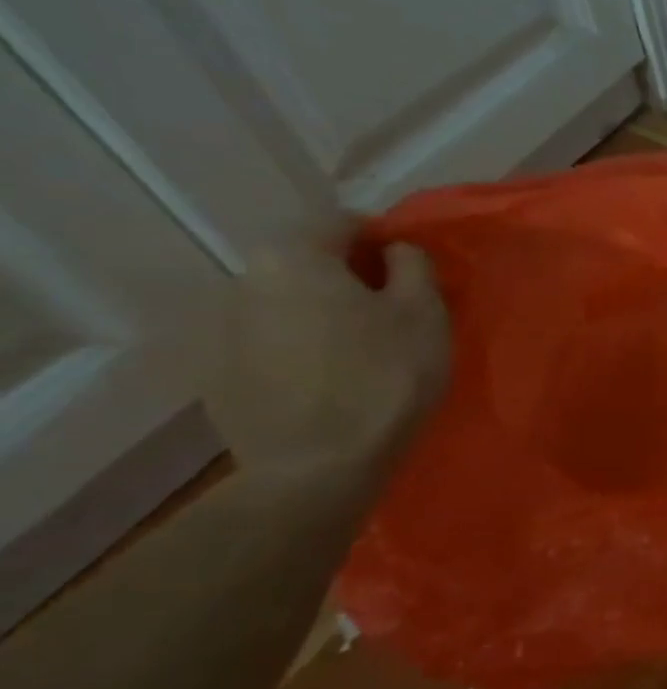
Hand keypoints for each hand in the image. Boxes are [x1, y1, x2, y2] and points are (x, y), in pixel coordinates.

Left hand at [201, 238, 449, 472]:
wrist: (319, 466)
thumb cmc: (384, 377)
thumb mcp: (424, 313)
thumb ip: (413, 266)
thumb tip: (395, 252)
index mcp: (293, 256)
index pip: (342, 222)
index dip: (384, 240)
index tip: (413, 272)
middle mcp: (244, 280)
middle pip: (309, 264)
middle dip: (350, 280)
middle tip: (393, 313)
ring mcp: (222, 330)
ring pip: (289, 305)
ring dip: (324, 316)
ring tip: (362, 352)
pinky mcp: (219, 375)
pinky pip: (271, 345)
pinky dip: (300, 351)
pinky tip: (330, 382)